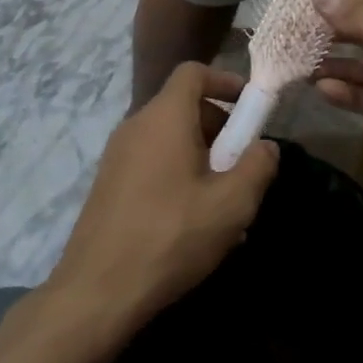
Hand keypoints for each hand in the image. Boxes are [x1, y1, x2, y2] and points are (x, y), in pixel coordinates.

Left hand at [47, 63, 279, 348]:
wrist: (97, 291)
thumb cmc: (171, 236)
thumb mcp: (231, 204)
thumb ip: (257, 166)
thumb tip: (265, 146)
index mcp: (164, 118)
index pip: (193, 72)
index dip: (225, 80)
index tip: (250, 108)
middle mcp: (135, 126)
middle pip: (183, 106)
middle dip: (220, 128)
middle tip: (243, 166)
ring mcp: (117, 156)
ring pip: (169, 139)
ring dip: (202, 158)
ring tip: (224, 202)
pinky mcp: (109, 184)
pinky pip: (152, 162)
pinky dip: (178, 174)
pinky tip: (193, 221)